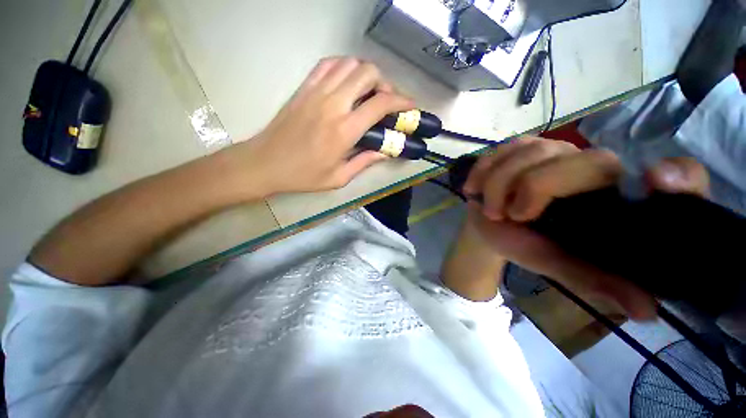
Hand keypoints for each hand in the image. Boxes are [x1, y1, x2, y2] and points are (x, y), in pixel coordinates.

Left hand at [224, 57, 413, 198]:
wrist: (266, 163)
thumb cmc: (304, 175)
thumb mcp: (339, 178)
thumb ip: (365, 162)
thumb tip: (385, 151)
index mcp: (345, 130)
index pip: (380, 104)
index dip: (401, 101)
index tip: (410, 106)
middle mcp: (334, 104)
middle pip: (368, 73)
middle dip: (385, 84)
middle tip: (386, 101)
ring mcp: (317, 91)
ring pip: (350, 64)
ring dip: (366, 74)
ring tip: (368, 92)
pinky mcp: (304, 87)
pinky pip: (329, 64)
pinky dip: (344, 67)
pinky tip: (347, 82)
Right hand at [463, 137, 709, 319]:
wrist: (488, 226)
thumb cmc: (523, 244)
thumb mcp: (556, 264)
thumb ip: (594, 279)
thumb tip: (645, 311)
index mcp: (613, 200)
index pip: (675, 178)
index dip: (678, 178)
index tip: (656, 179)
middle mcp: (594, 166)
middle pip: (578, 162)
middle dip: (530, 188)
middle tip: (506, 215)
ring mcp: (554, 149)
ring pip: (530, 151)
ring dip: (497, 184)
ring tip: (489, 208)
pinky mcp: (521, 145)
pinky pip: (502, 148)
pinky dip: (483, 170)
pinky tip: (475, 187)